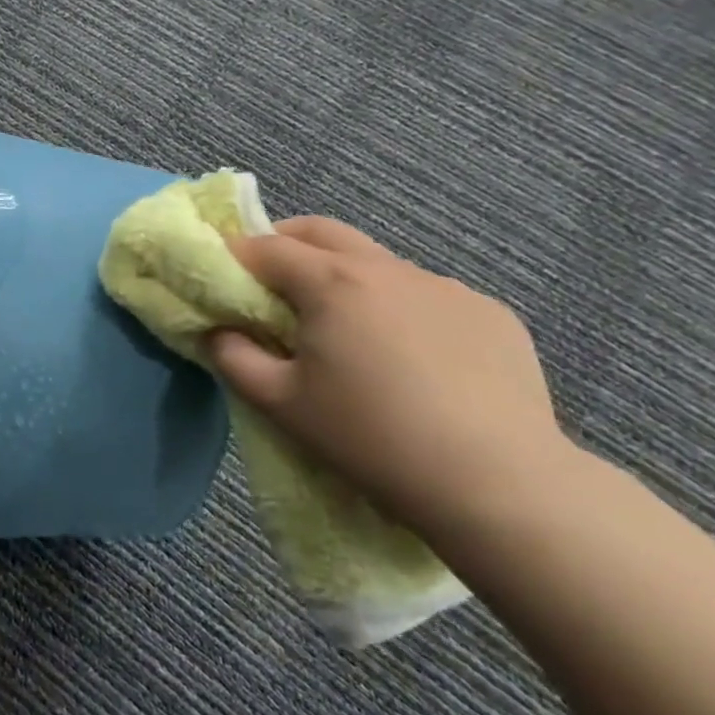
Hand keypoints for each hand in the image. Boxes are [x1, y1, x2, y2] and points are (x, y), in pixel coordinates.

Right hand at [210, 218, 570, 532]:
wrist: (496, 483)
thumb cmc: (369, 438)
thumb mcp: (280, 403)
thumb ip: (234, 358)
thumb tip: (218, 332)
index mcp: (332, 283)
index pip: (268, 247)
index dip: (236, 257)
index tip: (220, 278)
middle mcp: (389, 269)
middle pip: (322, 232)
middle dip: (285, 243)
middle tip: (267, 280)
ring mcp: (446, 287)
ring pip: (378, 263)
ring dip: (345, 278)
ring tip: (344, 330)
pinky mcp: (490, 313)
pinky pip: (427, 295)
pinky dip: (399, 308)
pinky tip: (410, 359)